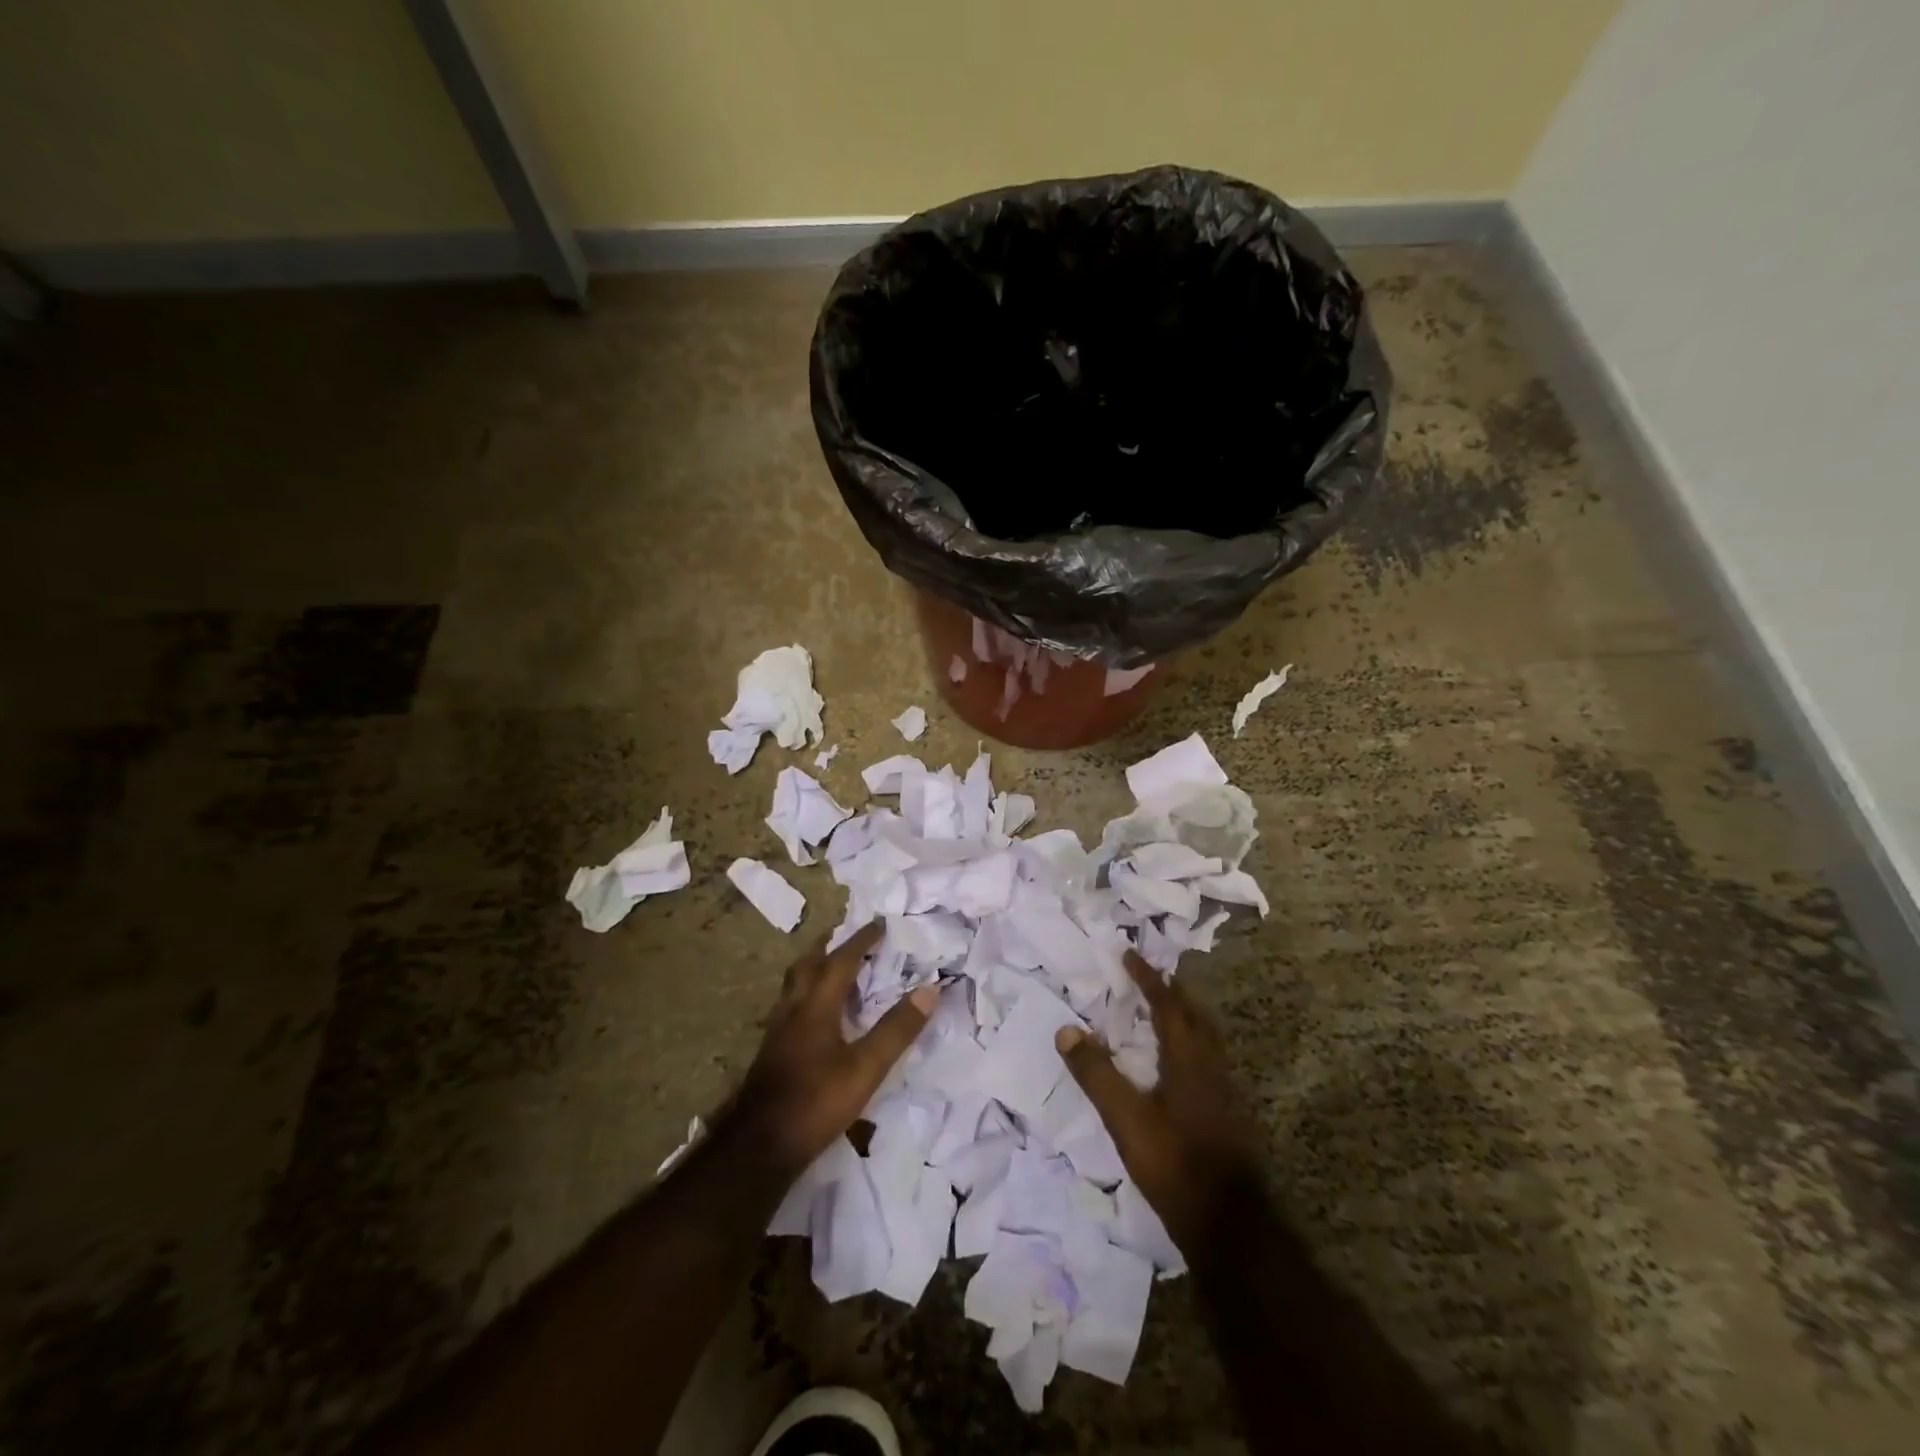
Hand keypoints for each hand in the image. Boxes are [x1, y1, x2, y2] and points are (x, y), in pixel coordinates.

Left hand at [725, 922, 935, 1177]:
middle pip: (808, 965)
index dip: (861, 940)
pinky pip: (790, 1007)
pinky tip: (814, 1015)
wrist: (759, 1146)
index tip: (879, 923)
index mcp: (816, 1006)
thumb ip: (897, 1029)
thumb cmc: (816, 1101)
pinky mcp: (772, 1053)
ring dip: (814, 969)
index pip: (841, 961)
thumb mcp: (866, 1067)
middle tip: (847, 937)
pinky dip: (807, 995)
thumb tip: (930, 988)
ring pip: (795, 986)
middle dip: (829, 946)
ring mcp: (778, 1032)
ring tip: (831, 968)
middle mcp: (793, 1010)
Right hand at [1056, 951, 1263, 1251]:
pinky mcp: (1227, 1114)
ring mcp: (1224, 1091)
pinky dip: (1190, 1044)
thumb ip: (1096, 1074)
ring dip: (1185, 1017)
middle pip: (1195, 1016)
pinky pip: (1208, 1060)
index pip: (1168, 1005)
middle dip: (1173, 992)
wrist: (1228, 1223)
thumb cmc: (1174, 1162)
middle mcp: (1211, 1066)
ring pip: (1206, 1038)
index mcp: (1188, 1059)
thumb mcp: (1125, 1118)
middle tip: (1151, 978)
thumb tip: (1066, 1030)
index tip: (1130, 955)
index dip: (1148, 978)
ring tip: (1163, 1013)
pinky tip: (1177, 1065)